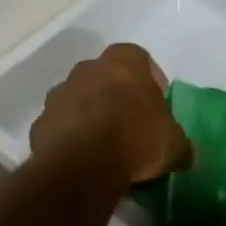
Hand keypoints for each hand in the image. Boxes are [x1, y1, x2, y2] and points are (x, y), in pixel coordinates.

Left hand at [31, 42, 191, 184]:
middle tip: (130, 127)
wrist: (82, 166)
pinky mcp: (39, 123)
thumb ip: (180, 144)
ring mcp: (60, 93)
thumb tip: (186, 153)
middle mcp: (88, 68)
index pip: (140, 59)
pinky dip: (69, 139)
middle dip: (116, 97)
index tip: (156, 108)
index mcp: (123, 61)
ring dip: (90, 117)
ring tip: (104, 148)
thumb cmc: (135, 140)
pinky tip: (82, 162)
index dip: (150, 82)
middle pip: (106, 77)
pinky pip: (60, 127)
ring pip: (79, 100)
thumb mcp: (174, 145)